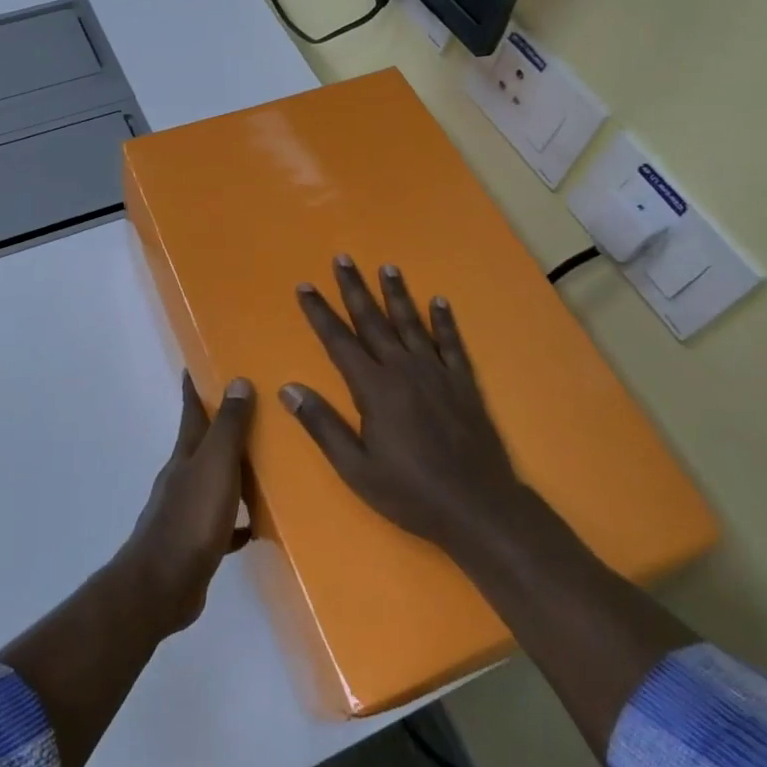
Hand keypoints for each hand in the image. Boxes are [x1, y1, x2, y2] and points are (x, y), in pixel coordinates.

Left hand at [120, 373, 254, 634]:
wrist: (161, 585)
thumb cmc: (191, 518)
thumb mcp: (215, 466)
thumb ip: (228, 427)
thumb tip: (238, 380)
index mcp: (186, 454)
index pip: (191, 410)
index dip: (195, 387)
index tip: (198, 363)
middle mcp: (183, 477)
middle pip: (204, 444)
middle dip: (223, 426)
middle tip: (255, 411)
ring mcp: (187, 510)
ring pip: (215, 481)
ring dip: (234, 472)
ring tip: (266, 465)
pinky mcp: (196, 542)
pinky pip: (223, 523)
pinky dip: (238, 519)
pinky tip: (257, 525)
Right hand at [280, 257, 523, 558]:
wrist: (478, 508)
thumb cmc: (410, 492)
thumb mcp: (356, 468)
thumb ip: (322, 425)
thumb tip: (288, 388)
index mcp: (374, 388)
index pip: (339, 341)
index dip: (320, 313)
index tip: (305, 286)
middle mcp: (404, 369)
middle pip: (373, 321)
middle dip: (354, 289)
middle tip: (342, 258)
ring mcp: (437, 373)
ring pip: (411, 324)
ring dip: (396, 294)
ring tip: (387, 267)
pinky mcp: (463, 383)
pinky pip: (451, 344)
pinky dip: (444, 321)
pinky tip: (438, 301)